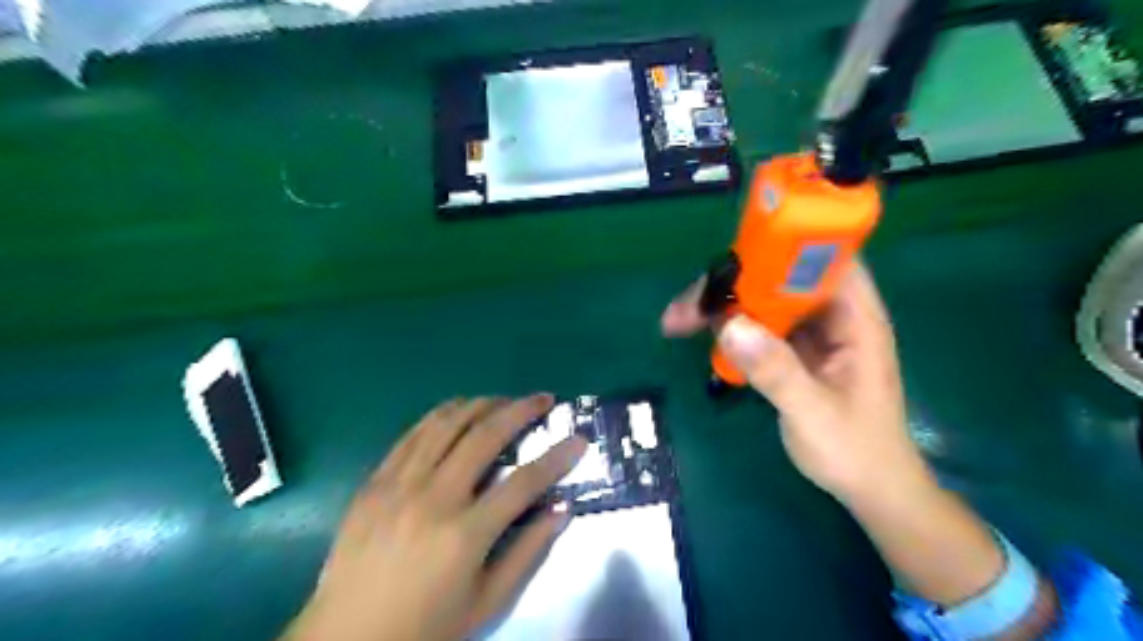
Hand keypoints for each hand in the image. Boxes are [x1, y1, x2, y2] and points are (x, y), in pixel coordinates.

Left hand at [286, 397, 587, 640]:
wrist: (345, 638)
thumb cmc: (425, 626)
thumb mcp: (487, 602)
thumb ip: (528, 552)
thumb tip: (561, 509)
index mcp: (465, 533)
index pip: (524, 482)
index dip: (557, 457)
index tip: (579, 439)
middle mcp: (433, 498)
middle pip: (484, 436)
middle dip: (521, 410)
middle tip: (544, 398)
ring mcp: (399, 484)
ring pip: (446, 424)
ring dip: (481, 403)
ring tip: (505, 399)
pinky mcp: (375, 481)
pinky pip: (412, 435)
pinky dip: (440, 415)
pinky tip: (458, 409)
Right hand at [663, 263, 926, 499]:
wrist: (870, 489)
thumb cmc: (855, 451)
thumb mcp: (814, 413)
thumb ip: (776, 371)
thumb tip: (728, 326)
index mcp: (856, 319)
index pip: (826, 260)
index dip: (785, 247)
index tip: (736, 255)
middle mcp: (833, 316)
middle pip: (781, 278)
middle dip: (734, 284)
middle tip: (687, 305)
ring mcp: (812, 333)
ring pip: (765, 300)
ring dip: (724, 305)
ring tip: (679, 319)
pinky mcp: (795, 349)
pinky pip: (759, 325)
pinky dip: (730, 327)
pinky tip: (702, 334)